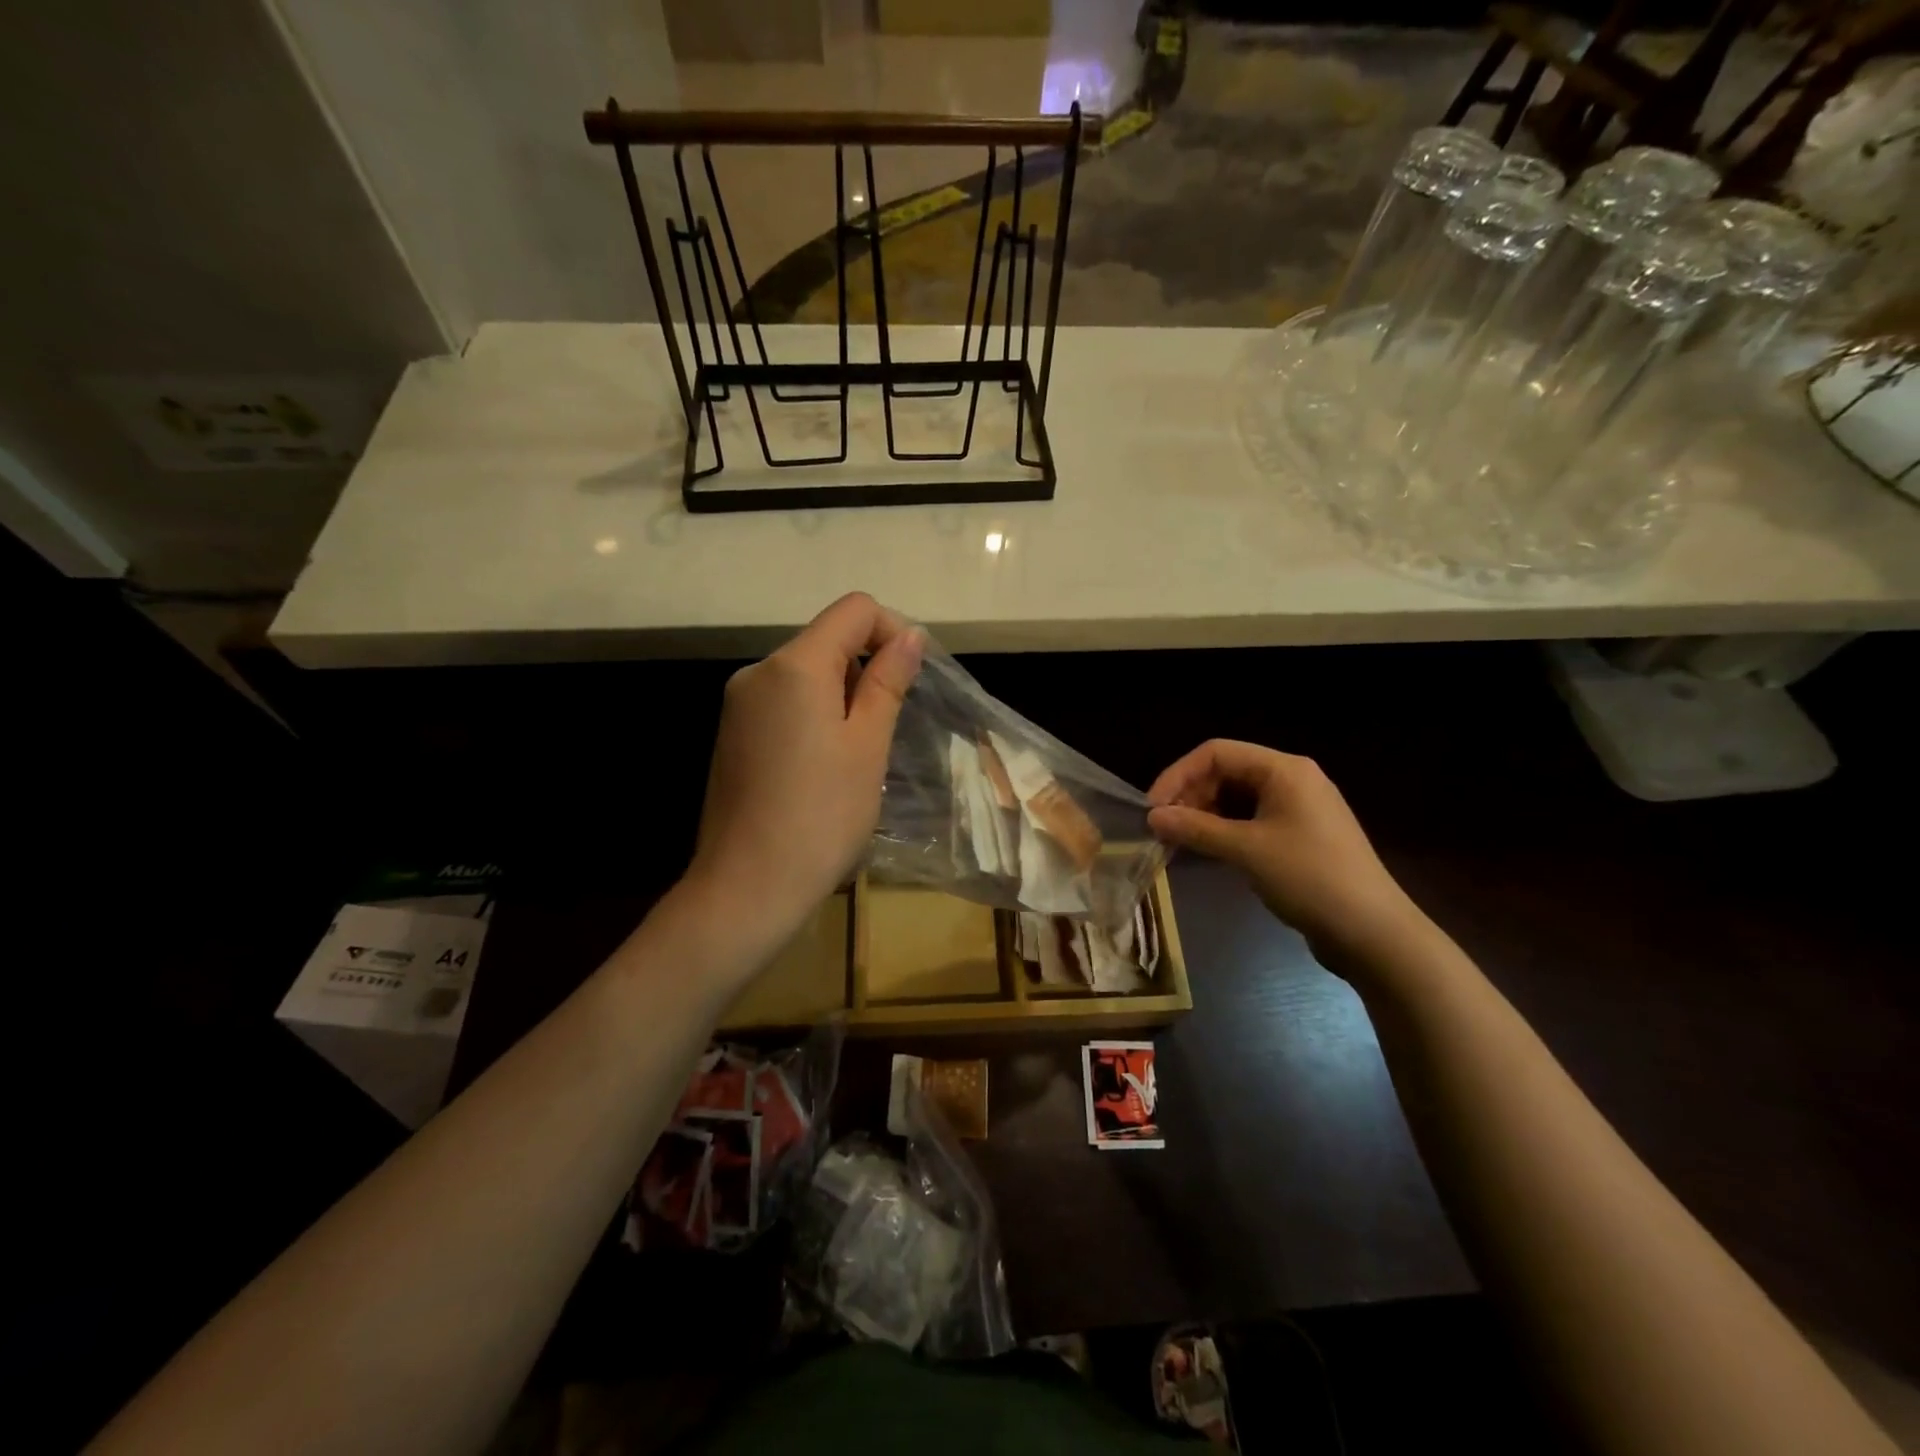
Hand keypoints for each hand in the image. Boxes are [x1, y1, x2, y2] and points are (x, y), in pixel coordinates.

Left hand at [688, 593, 922, 948]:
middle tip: (887, 730)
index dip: (892, 631)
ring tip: (858, 756)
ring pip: (806, 675)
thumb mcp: (867, 745)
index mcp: (793, 665)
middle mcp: (758, 672)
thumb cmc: (821, 816)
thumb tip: (909, 636)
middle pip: (827, 640)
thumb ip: (887, 682)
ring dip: (843, 697)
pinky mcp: (732, 735)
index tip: (912, 679)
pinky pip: (784, 703)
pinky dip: (815, 717)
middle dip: (867, 669)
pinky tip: (824, 768)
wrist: (747, 887)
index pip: (854, 610)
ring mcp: (739, 705)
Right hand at [1148, 740, 1424, 965]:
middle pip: (1226, 772)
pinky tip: (1206, 851)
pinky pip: (1251, 820)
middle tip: (1164, 829)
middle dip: (1190, 796)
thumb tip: (1152, 817)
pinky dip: (1225, 831)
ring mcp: (1299, 808)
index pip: (1216, 753)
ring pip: (1237, 797)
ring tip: (1179, 842)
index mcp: (1284, 769)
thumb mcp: (1246, 850)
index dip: (1178, 775)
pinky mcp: (1300, 835)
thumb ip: (1195, 828)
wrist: (1373, 932)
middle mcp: (1292, 779)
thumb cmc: (1309, 878)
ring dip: (1204, 815)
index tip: (1153, 809)